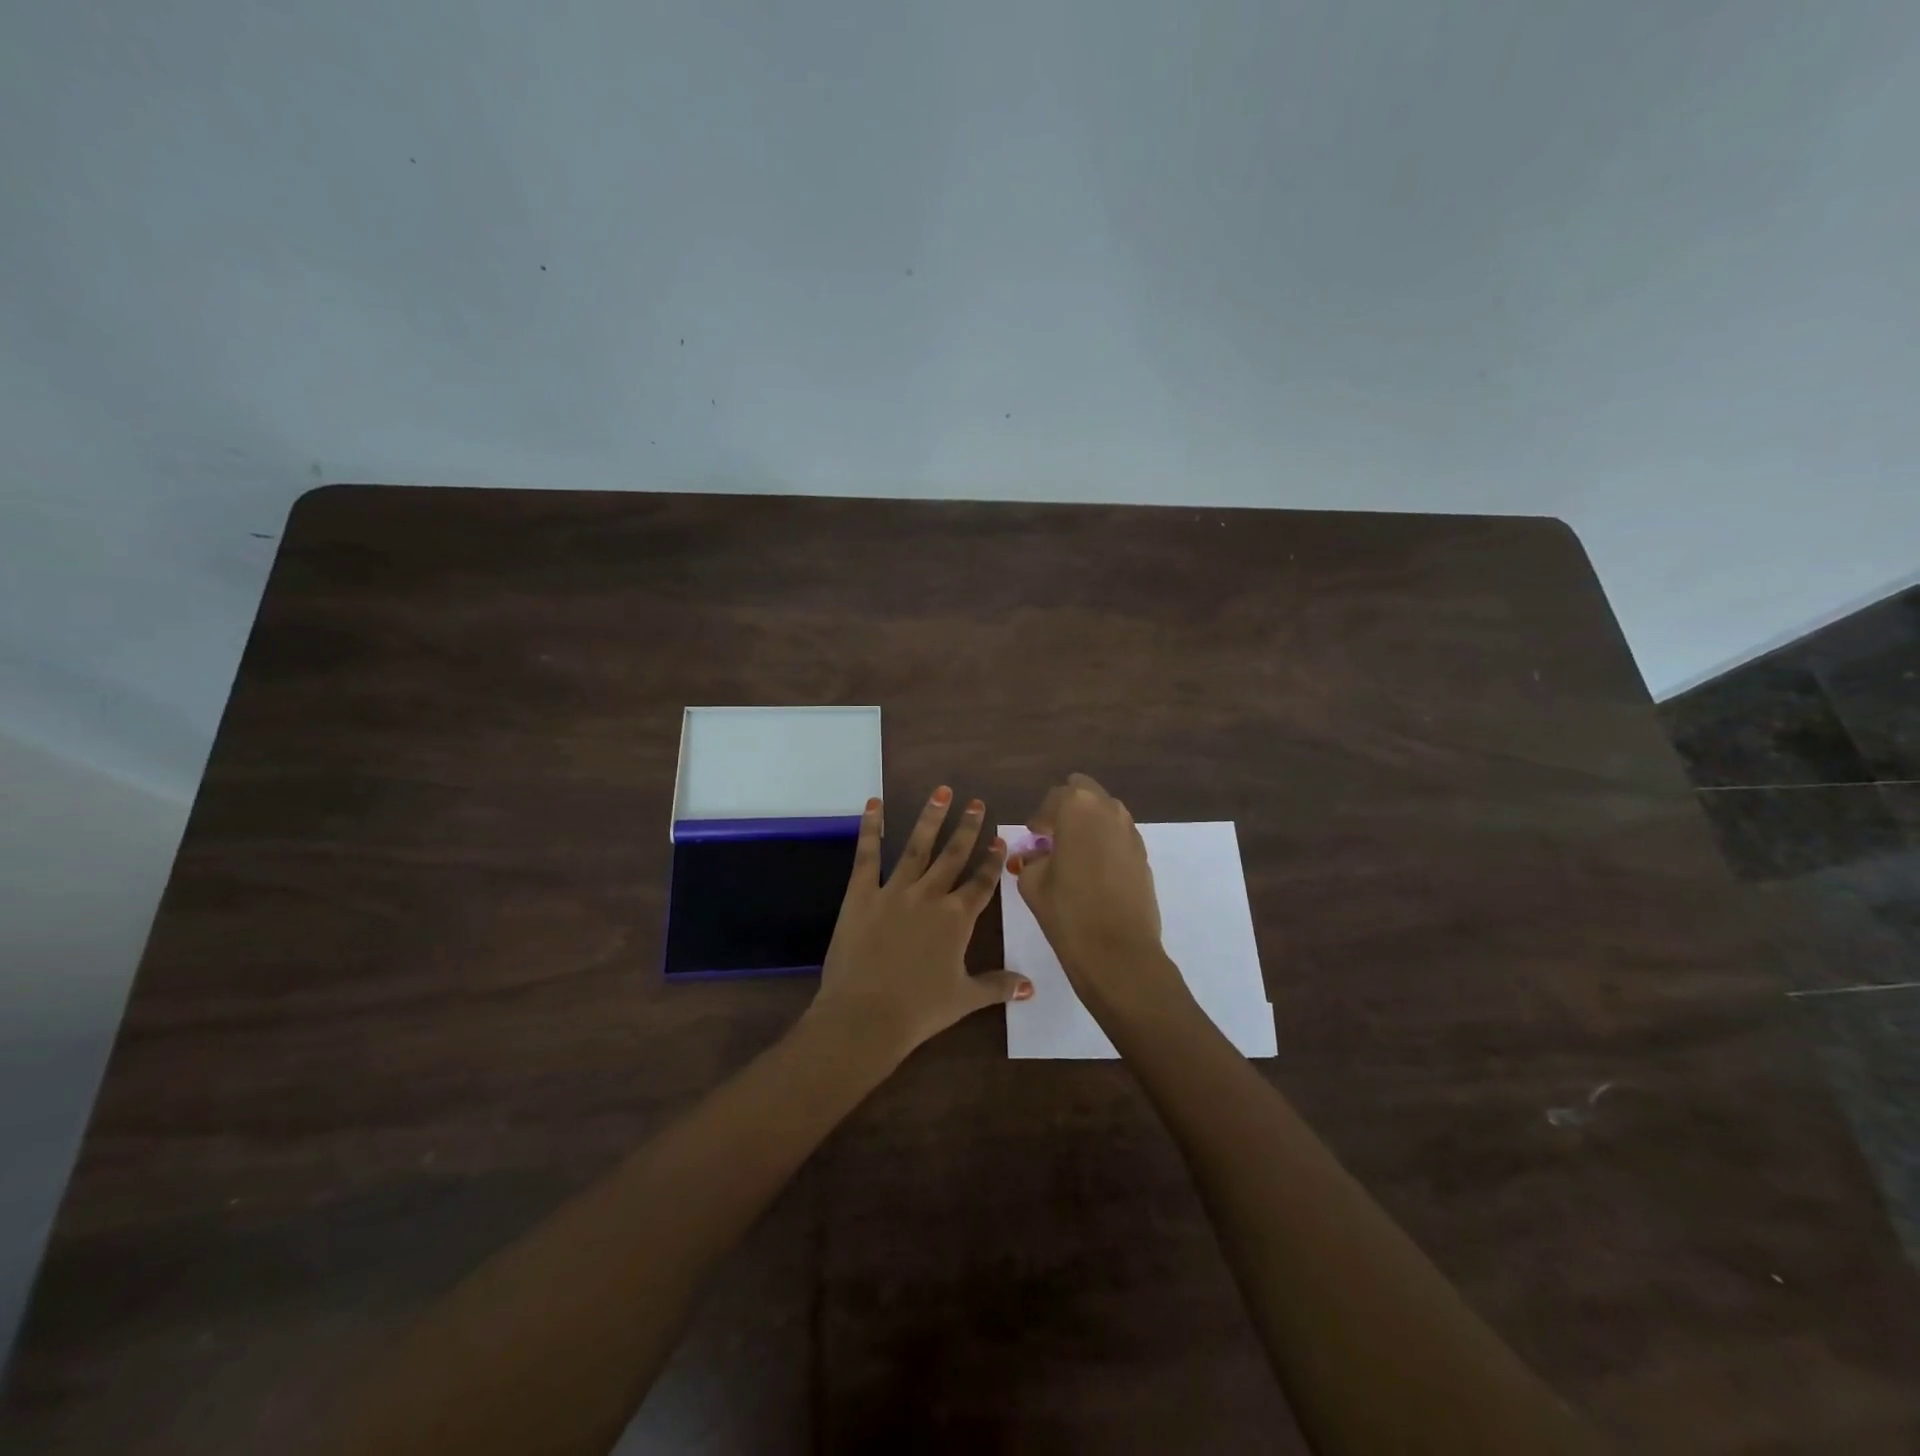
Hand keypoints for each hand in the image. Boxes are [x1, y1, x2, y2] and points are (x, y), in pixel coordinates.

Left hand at [808, 787, 1031, 1063]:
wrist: (866, 1016)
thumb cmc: (919, 1010)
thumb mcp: (964, 999)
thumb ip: (998, 985)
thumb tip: (1031, 986)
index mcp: (957, 919)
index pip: (981, 883)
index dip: (992, 861)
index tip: (1000, 838)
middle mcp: (930, 896)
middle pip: (953, 856)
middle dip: (967, 828)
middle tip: (977, 802)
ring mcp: (895, 891)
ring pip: (917, 847)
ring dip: (931, 818)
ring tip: (942, 792)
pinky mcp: (862, 894)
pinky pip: (867, 855)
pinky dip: (871, 828)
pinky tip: (874, 804)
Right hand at [1012, 774, 1187, 1019]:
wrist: (1118, 951)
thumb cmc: (1067, 911)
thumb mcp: (1032, 882)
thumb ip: (1031, 859)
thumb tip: (1037, 856)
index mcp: (1076, 806)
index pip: (1053, 799)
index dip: (1040, 820)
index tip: (1033, 838)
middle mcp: (1108, 808)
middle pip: (1084, 793)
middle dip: (1067, 810)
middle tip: (1053, 838)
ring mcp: (1130, 830)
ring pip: (1104, 812)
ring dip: (1088, 824)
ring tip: (1073, 854)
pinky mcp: (1143, 854)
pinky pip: (1118, 835)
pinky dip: (1104, 842)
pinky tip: (1093, 871)